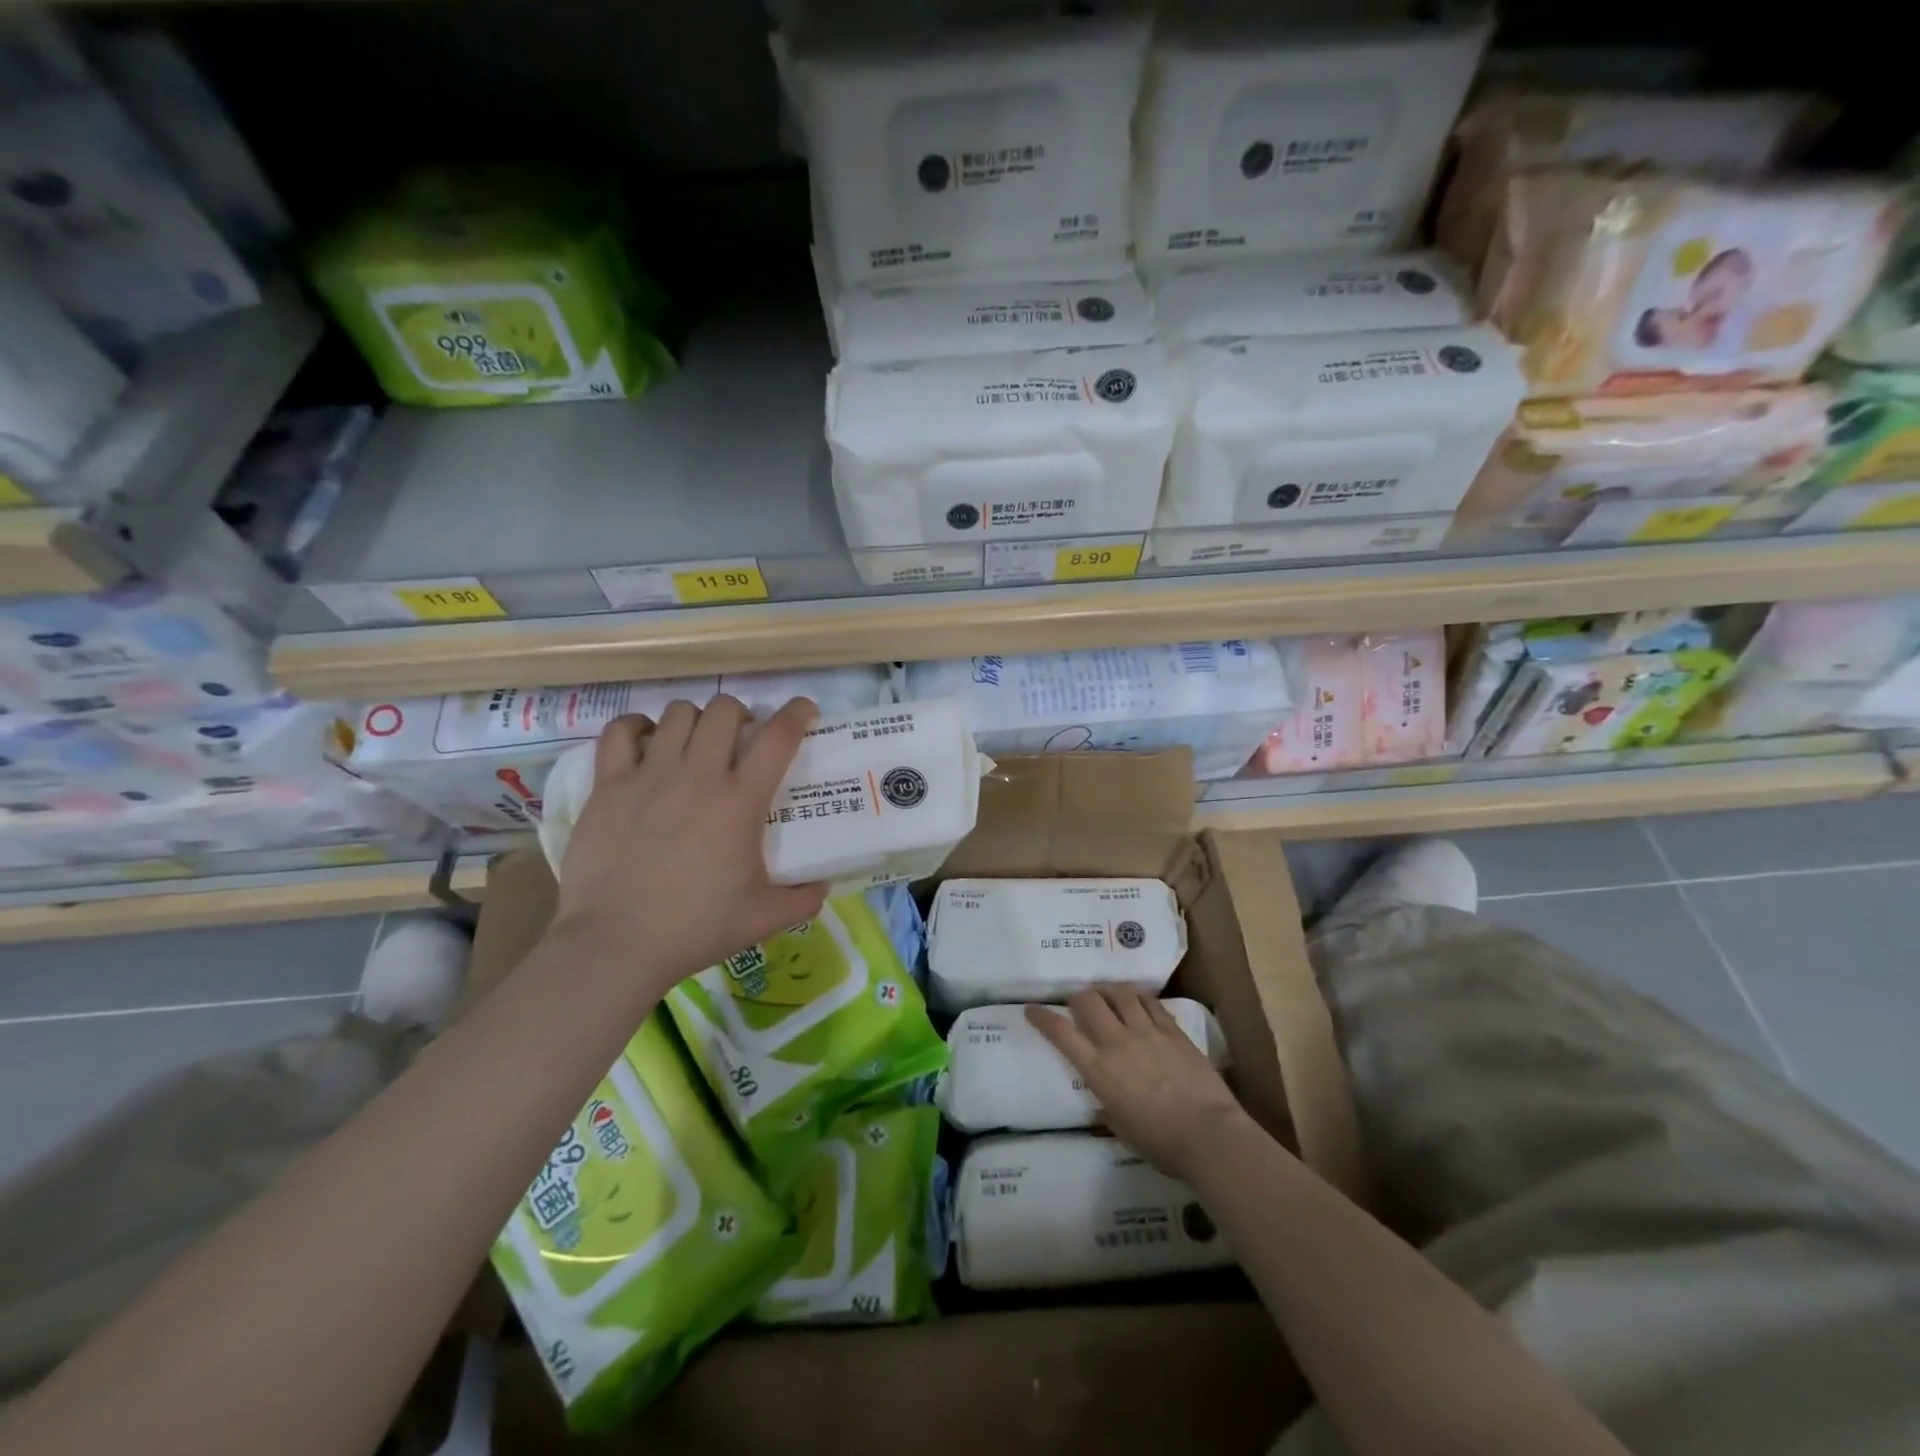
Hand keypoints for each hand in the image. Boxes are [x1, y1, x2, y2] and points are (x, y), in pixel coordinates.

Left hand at [550, 696, 829, 1006]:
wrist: (616, 944)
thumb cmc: (696, 928)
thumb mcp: (764, 918)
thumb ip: (803, 899)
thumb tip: (824, 886)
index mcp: (740, 801)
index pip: (778, 737)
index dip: (797, 713)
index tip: (803, 710)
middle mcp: (698, 775)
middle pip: (723, 710)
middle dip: (739, 714)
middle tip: (739, 739)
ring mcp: (649, 776)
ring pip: (677, 714)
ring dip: (694, 720)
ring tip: (694, 743)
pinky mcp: (608, 786)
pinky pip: (619, 732)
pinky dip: (636, 728)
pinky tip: (645, 742)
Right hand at [1028, 989, 1252, 1182]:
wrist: (1208, 1135)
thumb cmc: (1161, 1143)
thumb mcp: (1122, 1129)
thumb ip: (1107, 1107)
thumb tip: (1103, 1102)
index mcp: (1099, 1069)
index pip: (1061, 1033)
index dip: (1042, 1017)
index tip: (1032, 1009)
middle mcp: (1117, 1042)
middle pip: (1088, 1000)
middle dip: (1078, 996)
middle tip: (1078, 1003)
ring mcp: (1147, 1031)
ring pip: (1120, 992)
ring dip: (1109, 991)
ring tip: (1109, 997)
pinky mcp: (1172, 1030)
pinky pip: (1150, 1002)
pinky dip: (1139, 998)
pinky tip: (1138, 1003)